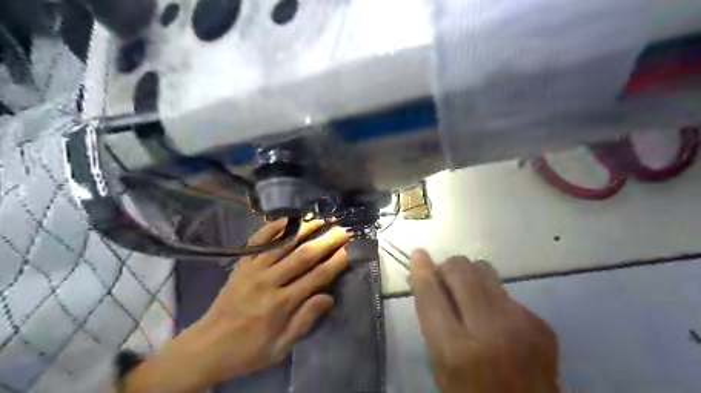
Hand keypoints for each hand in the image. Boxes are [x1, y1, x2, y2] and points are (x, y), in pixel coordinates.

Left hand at [125, 219, 349, 390]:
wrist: (207, 346)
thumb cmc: (249, 349)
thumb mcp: (281, 347)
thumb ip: (305, 321)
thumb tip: (328, 297)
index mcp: (282, 304)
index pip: (316, 277)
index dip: (335, 262)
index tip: (348, 249)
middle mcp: (269, 282)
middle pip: (304, 256)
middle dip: (327, 241)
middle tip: (343, 229)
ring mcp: (253, 270)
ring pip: (283, 244)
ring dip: (305, 230)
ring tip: (321, 220)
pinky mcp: (241, 264)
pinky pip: (257, 241)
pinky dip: (272, 228)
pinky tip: (287, 219)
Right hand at [409, 250, 556, 391]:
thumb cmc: (471, 392)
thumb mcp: (439, 365)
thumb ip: (431, 321)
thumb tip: (424, 278)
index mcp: (457, 351)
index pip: (432, 295)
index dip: (422, 271)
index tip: (418, 255)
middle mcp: (491, 330)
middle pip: (461, 270)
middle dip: (447, 269)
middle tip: (443, 281)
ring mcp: (521, 323)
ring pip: (484, 270)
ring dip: (469, 276)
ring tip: (467, 294)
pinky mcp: (540, 322)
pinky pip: (504, 291)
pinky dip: (491, 297)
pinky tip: (495, 318)